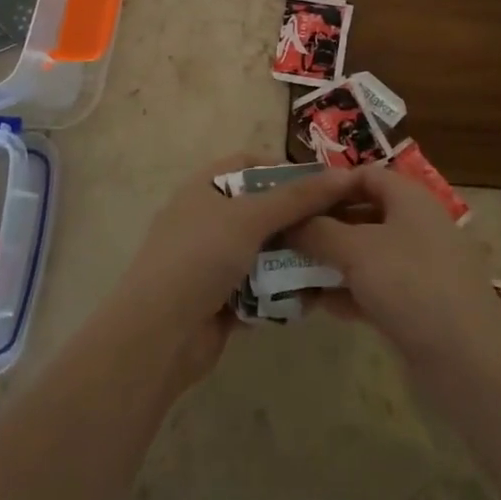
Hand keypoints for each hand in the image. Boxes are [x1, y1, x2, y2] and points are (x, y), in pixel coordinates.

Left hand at [113, 155, 360, 390]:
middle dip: (296, 218)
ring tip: (332, 261)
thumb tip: (344, 175)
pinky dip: (280, 292)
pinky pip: (259, 288)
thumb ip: (298, 197)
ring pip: (263, 251)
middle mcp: (207, 218)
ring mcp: (211, 261)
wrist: (157, 336)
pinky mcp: (219, 299)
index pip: (250, 164)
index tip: (324, 184)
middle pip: (261, 208)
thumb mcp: (251, 217)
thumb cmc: (200, 257)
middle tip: (337, 226)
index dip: (286, 169)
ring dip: (292, 258)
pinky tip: (311, 297)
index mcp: (205, 187)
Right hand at [290, 165, 500, 375]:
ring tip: (291, 272)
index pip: (364, 175)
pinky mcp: (417, 304)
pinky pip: (374, 287)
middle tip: (286, 237)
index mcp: (408, 199)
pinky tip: (317, 303)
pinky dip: (348, 291)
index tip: (295, 199)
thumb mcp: (356, 250)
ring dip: (331, 261)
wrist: (466, 359)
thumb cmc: (410, 284)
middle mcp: (415, 225)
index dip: (329, 183)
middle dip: (324, 226)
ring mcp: (418, 267)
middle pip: (362, 214)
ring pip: (366, 254)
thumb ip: (319, 231)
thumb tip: (290, 222)